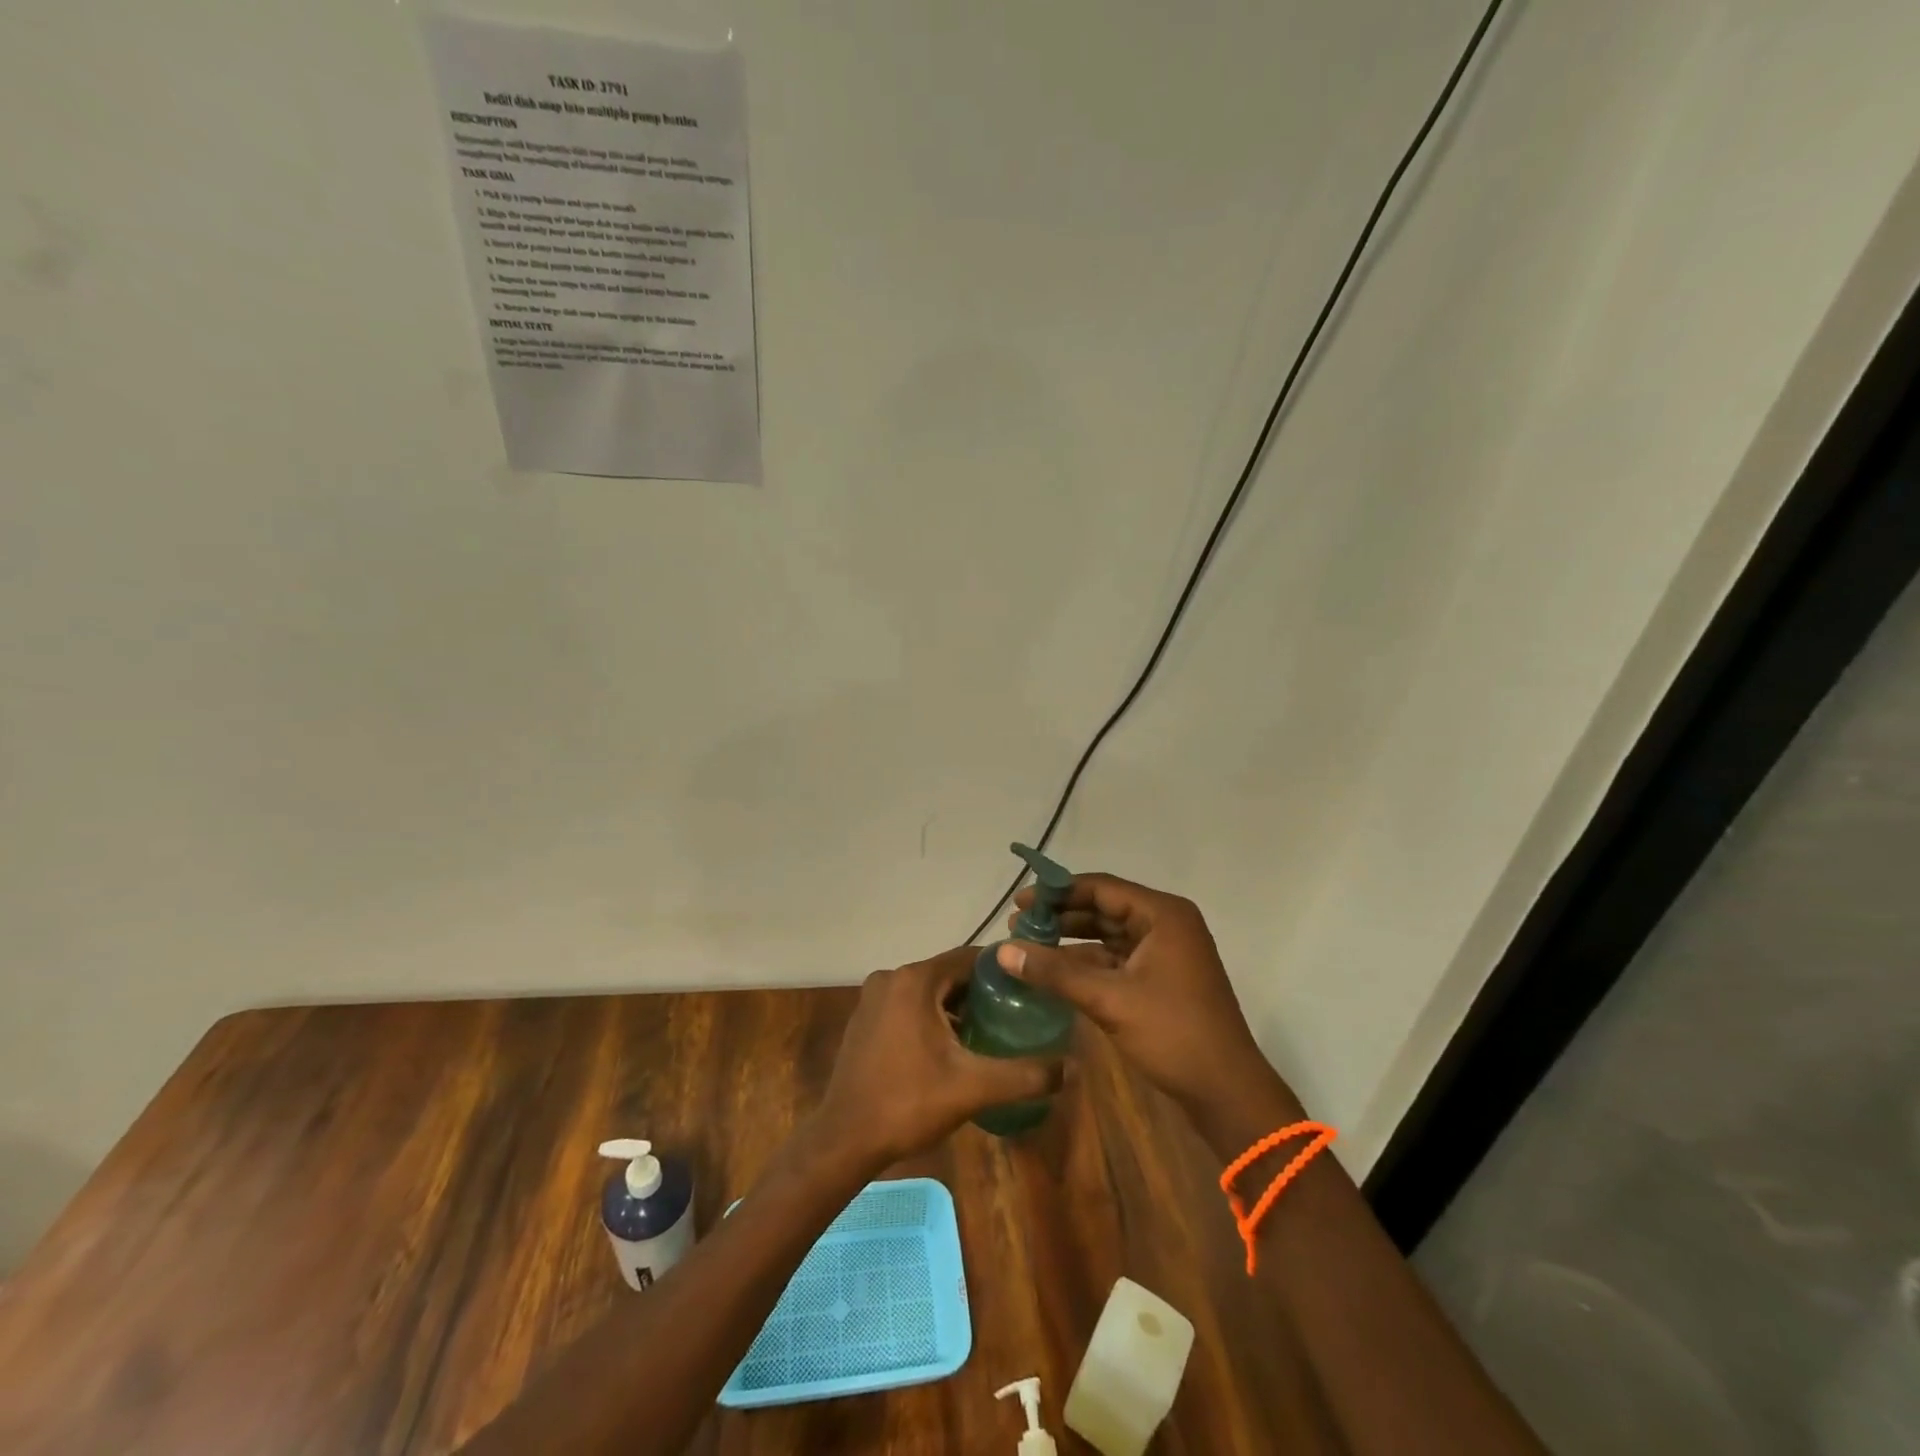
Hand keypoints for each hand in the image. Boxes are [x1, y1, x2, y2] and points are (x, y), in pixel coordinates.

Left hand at [814, 946, 1065, 1166]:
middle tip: (1018, 1011)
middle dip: (983, 990)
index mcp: (915, 980)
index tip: (1032, 984)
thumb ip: (1024, 1075)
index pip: (970, 957)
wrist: (843, 1140)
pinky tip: (954, 1045)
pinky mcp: (866, 1019)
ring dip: (958, 1005)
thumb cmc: (908, 1103)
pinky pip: (909, 1005)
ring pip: (929, 990)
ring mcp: (874, 998)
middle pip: (949, 973)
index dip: (1004, 969)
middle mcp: (892, 978)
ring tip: (992, 1029)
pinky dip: (933, 1016)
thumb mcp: (973, 1088)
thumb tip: (1071, 1068)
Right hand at [998, 874, 1301, 1140]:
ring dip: (1071, 939)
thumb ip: (1055, 972)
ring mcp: (1165, 951)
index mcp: (1163, 914)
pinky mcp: (1160, 977)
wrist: (1226, 1091)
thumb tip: (1003, 950)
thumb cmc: (1173, 1033)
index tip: (1020, 903)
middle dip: (1061, 916)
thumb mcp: (1109, 999)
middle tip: (1017, 925)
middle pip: (1104, 908)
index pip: (1101, 888)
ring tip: (1028, 945)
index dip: (1057, 892)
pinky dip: (1087, 962)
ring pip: (1109, 934)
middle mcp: (1166, 924)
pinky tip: (1055, 971)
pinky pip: (1116, 958)